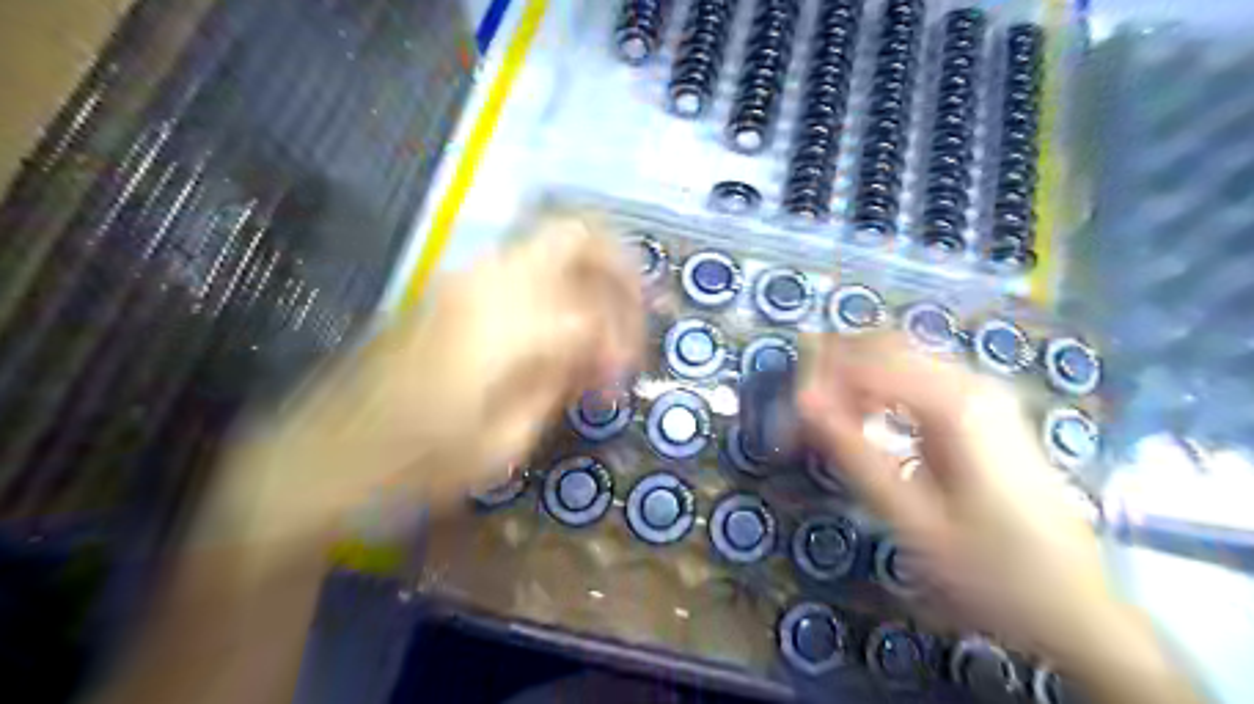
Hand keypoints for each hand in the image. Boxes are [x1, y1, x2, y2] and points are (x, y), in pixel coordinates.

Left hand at [197, 215, 638, 550]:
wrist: (319, 457)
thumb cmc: (412, 466)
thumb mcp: (501, 444)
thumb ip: (558, 386)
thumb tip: (599, 358)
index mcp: (504, 325)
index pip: (592, 314)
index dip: (621, 347)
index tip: (618, 386)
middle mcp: (486, 282)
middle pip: (577, 235)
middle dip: (621, 269)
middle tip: (637, 313)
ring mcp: (461, 277)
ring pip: (548, 242)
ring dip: (588, 274)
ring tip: (604, 322)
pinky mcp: (446, 288)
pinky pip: (520, 266)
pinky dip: (556, 285)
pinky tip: (560, 328)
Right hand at [802, 334, 1106, 658]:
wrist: (1077, 607)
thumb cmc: (991, 570)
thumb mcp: (911, 519)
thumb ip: (853, 453)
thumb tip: (802, 402)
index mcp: (955, 404)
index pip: (863, 360)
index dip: (816, 380)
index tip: (787, 419)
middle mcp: (970, 382)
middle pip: (881, 344)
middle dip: (832, 370)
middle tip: (800, 415)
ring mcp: (982, 392)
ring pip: (898, 356)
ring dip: (853, 377)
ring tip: (824, 420)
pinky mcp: (983, 409)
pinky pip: (916, 377)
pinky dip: (879, 389)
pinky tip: (865, 420)